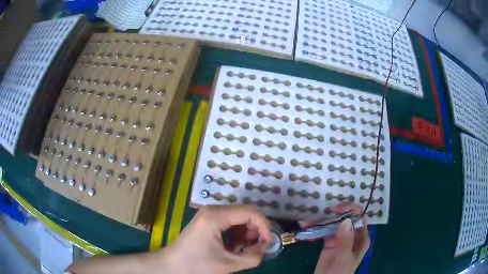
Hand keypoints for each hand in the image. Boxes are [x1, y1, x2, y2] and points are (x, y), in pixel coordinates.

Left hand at [160, 205, 271, 273]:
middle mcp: (213, 210)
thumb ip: (253, 257)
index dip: (264, 225)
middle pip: (244, 213)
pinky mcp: (207, 221)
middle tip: (256, 248)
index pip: (250, 212)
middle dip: (254, 231)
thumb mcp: (228, 264)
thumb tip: (265, 247)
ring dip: (246, 234)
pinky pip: (229, 224)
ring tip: (242, 250)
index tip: (267, 242)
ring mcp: (209, 215)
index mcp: (216, 216)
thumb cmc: (196, 265)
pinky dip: (236, 235)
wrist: (170, 266)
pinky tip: (233, 248)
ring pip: (238, 219)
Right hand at [302, 202, 369, 273]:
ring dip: (321, 220)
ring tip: (307, 221)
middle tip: (321, 212)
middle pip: (346, 218)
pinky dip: (315, 228)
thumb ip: (345, 240)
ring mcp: (340, 238)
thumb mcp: (343, 257)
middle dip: (334, 214)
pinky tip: (306, 227)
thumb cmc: (339, 271)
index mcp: (361, 237)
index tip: (337, 209)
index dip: (351, 210)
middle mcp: (352, 235)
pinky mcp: (329, 242)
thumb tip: (346, 220)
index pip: (359, 218)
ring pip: (333, 224)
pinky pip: (323, 231)